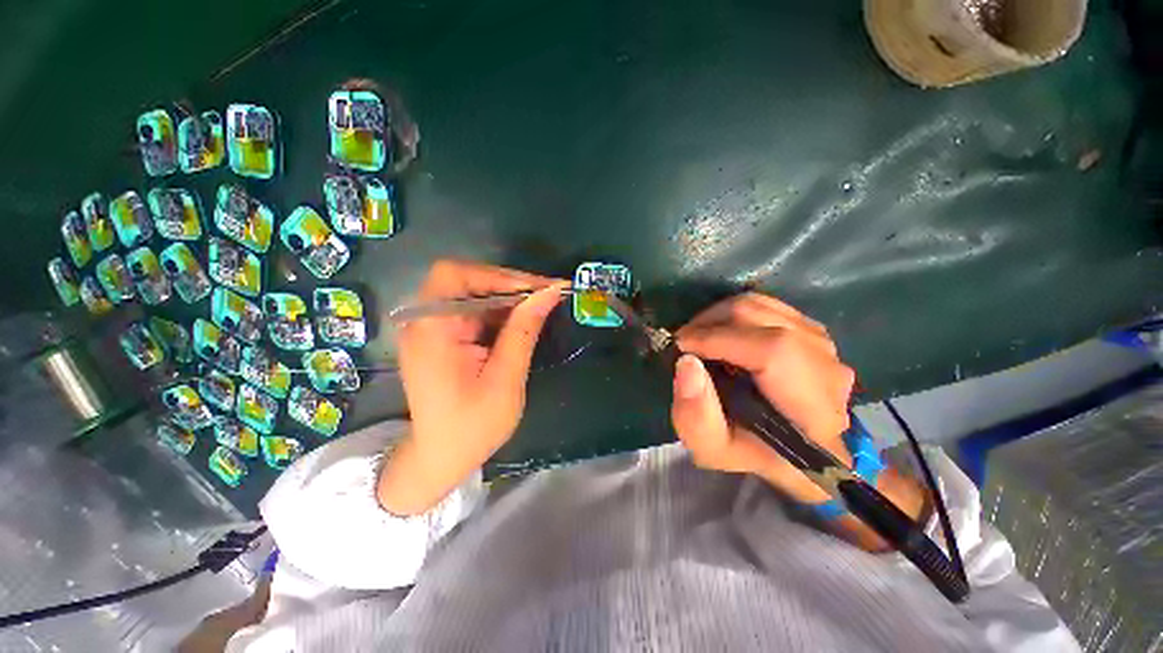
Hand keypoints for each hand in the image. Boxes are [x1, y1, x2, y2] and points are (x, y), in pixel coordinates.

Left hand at [379, 260, 566, 514]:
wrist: (441, 458)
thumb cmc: (472, 427)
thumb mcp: (505, 379)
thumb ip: (524, 331)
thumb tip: (550, 293)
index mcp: (431, 330)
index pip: (457, 276)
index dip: (500, 276)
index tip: (540, 288)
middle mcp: (425, 321)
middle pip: (465, 280)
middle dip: (509, 285)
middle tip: (548, 294)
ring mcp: (433, 328)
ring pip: (473, 293)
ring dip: (509, 298)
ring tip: (543, 305)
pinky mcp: (444, 336)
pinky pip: (474, 311)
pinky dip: (501, 312)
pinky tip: (523, 320)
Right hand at [670, 293, 855, 503]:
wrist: (796, 448)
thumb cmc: (755, 453)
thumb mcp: (714, 450)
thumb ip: (695, 416)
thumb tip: (686, 363)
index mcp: (812, 408)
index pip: (771, 350)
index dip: (719, 339)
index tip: (681, 345)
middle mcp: (827, 367)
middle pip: (762, 318)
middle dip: (711, 322)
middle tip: (684, 340)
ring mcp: (824, 344)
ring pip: (763, 306)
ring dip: (720, 315)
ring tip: (699, 335)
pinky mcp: (813, 331)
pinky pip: (768, 307)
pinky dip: (736, 314)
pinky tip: (722, 332)